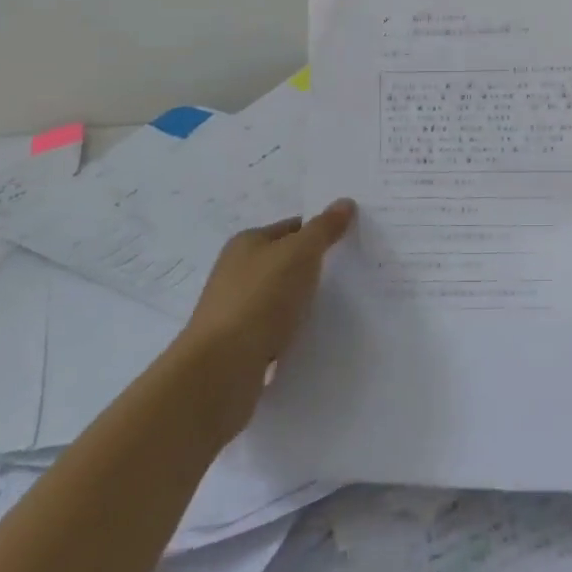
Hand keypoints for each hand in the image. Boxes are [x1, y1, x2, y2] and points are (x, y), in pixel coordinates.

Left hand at [183, 200, 354, 372]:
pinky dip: (292, 330)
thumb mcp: (300, 252)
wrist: (221, 369)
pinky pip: (275, 328)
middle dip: (313, 267)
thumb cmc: (260, 298)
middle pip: (285, 261)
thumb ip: (324, 228)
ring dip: (303, 301)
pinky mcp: (239, 345)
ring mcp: (236, 310)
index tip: (349, 242)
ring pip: (280, 296)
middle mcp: (236, 272)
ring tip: (338, 305)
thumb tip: (344, 202)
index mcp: (246, 243)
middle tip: (350, 272)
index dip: (319, 231)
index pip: (292, 227)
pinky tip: (312, 335)